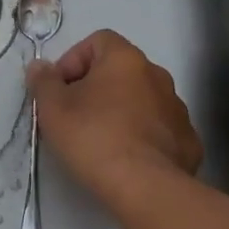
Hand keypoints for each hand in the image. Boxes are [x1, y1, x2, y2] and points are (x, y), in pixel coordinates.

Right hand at [27, 30, 203, 207]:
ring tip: (102, 141)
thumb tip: (40, 67)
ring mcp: (177, 108)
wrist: (145, 187)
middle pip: (120, 71)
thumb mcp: (52, 108)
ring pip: (142, 100)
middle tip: (76, 116)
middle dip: (96, 88)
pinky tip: (129, 159)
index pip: (97, 41)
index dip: (73, 61)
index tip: (60, 90)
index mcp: (126, 59)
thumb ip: (43, 81)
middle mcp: (157, 75)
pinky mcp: (188, 141)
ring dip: (122, 111)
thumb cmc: (93, 138)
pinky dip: (143, 137)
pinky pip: (159, 129)